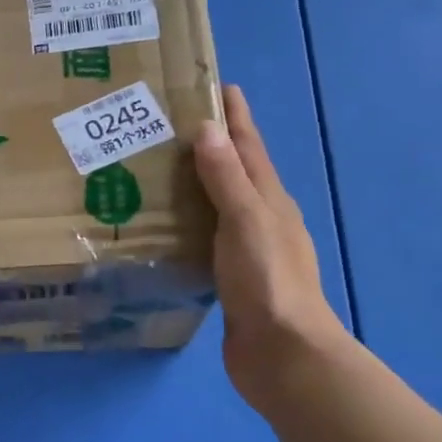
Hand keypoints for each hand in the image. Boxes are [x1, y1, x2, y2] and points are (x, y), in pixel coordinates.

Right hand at [194, 85, 350, 411]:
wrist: (282, 354)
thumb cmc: (267, 280)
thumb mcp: (246, 220)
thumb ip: (226, 177)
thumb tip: (208, 128)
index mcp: (270, 201)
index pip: (250, 147)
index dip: (236, 117)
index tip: (219, 86)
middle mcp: (262, 219)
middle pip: (236, 172)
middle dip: (212, 145)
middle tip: (171, 124)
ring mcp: (248, 250)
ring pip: (220, 205)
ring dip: (198, 184)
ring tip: (159, 168)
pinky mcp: (231, 278)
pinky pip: (206, 238)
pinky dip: (189, 222)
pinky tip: (166, 226)